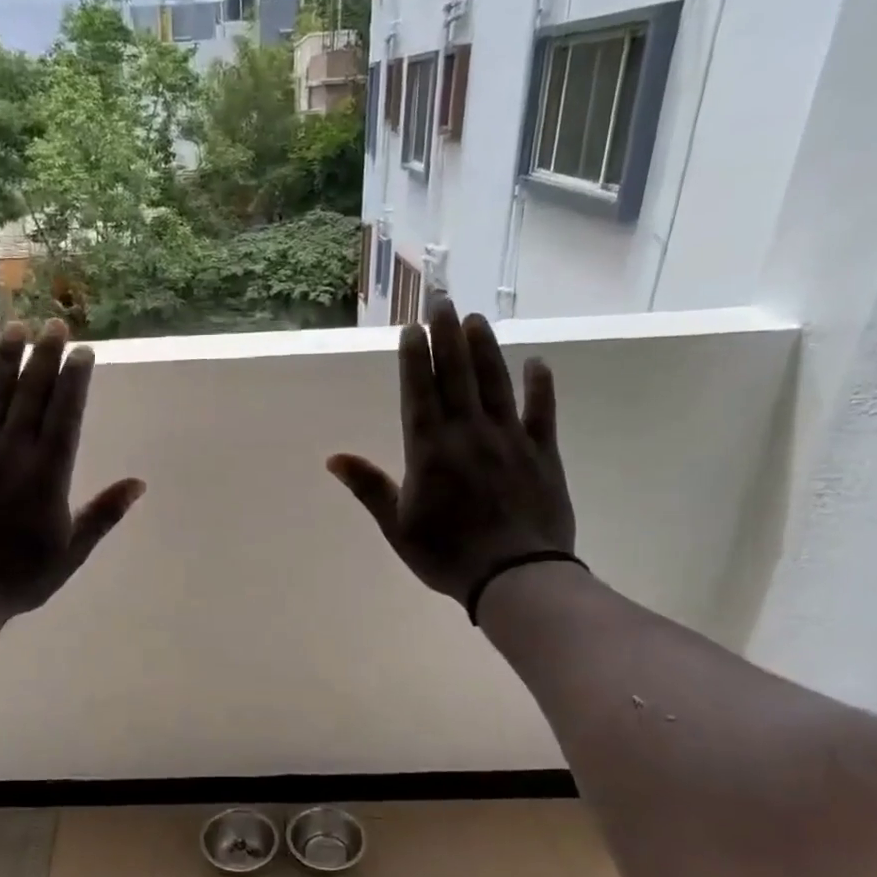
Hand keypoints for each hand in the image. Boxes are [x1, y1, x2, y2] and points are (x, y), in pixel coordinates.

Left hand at [0, 319, 144, 616]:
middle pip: (32, 397)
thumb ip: (103, 514)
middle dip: (45, 357)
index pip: (66, 416)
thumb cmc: (20, 579)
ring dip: (4, 362)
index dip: (75, 381)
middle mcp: (11, 454)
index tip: (83, 351)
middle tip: (54, 322)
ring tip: (14, 328)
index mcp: (47, 475)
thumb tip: (138, 483)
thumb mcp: (72, 552)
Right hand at [328, 299, 574, 603]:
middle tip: (443, 300)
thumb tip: (333, 458)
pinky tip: (537, 362)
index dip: (415, 358)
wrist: (515, 577)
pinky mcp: (542, 453)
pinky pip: (542, 412)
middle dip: (446, 335)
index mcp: (429, 450)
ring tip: (476, 319)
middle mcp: (468, 433)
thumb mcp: (397, 526)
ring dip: (485, 349)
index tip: (412, 327)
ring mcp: (509, 439)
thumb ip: (369, 487)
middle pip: (456, 375)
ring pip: (495, 383)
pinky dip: (540, 386)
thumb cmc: (447, 555)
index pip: (419, 392)